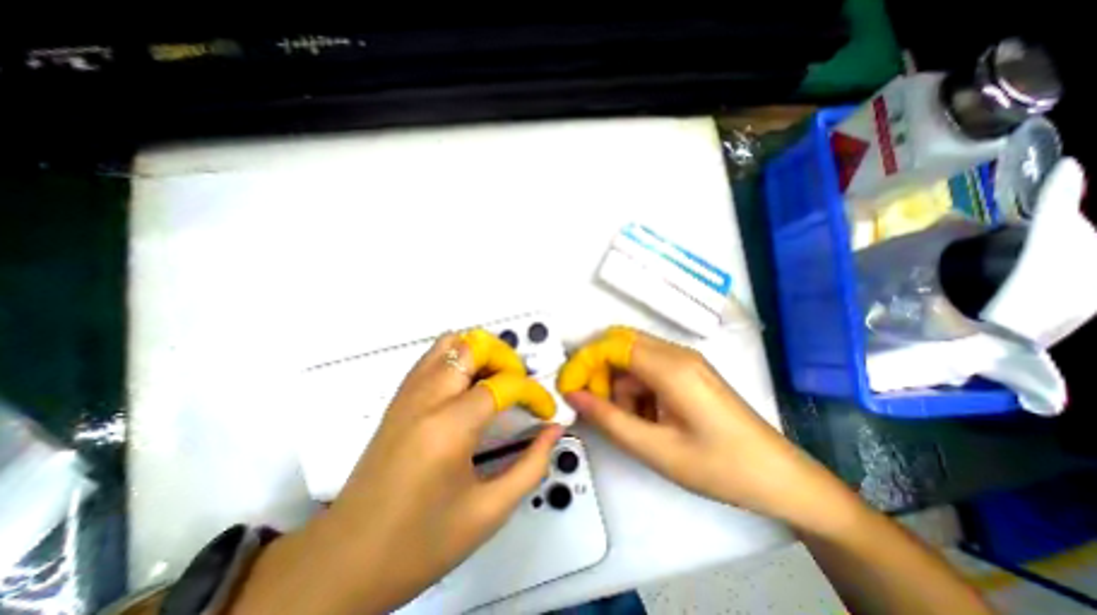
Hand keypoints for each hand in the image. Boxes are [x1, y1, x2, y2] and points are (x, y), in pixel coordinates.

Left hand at [229, 331, 559, 614]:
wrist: (344, 562)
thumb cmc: (419, 543)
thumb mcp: (489, 512)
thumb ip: (532, 465)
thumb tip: (553, 431)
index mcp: (449, 427)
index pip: (503, 384)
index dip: (533, 393)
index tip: (545, 411)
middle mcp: (425, 399)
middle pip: (474, 346)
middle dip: (507, 359)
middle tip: (519, 386)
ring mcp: (407, 395)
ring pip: (450, 342)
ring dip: (482, 353)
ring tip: (498, 380)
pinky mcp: (399, 399)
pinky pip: (434, 357)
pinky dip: (459, 358)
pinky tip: (470, 386)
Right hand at [560, 327, 842, 528]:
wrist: (780, 477)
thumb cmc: (719, 466)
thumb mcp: (655, 449)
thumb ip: (609, 419)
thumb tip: (573, 395)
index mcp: (670, 367)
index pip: (612, 344)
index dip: (585, 361)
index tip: (569, 388)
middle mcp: (677, 354)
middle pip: (622, 344)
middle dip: (600, 371)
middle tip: (596, 405)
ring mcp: (685, 361)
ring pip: (634, 359)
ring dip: (620, 385)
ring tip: (631, 423)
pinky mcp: (689, 373)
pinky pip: (649, 370)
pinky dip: (637, 390)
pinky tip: (648, 419)